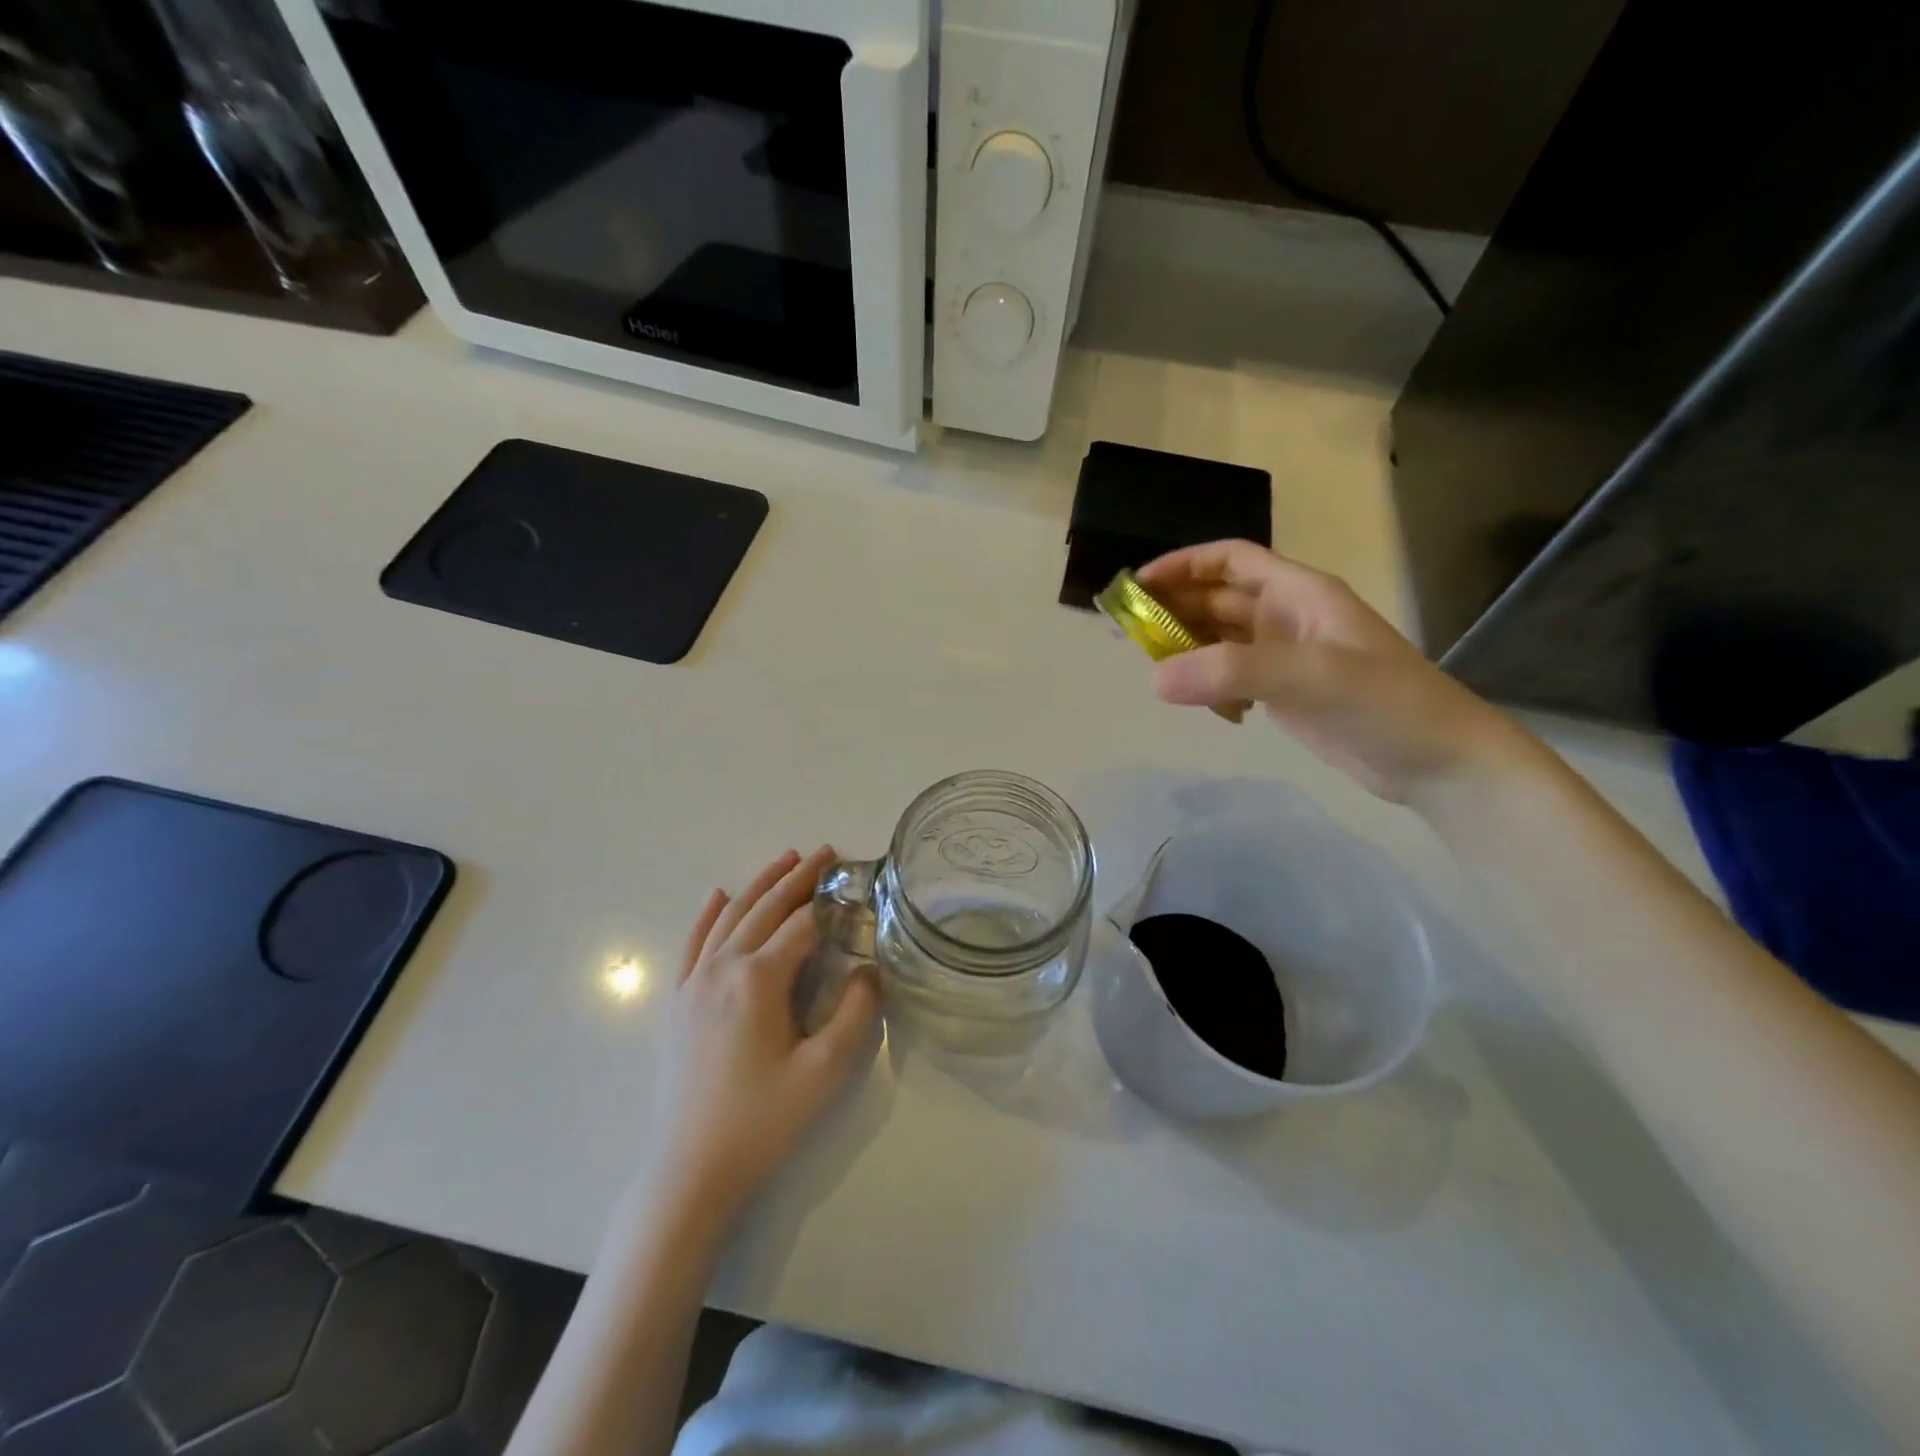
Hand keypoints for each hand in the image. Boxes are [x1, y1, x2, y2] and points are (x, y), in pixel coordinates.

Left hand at [642, 847, 879, 1218]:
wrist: (691, 1170)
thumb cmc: (763, 1120)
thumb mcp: (824, 1071)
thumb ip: (855, 1012)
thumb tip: (869, 967)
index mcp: (759, 979)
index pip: (801, 925)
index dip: (830, 900)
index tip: (854, 878)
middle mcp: (723, 968)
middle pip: (764, 908)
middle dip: (797, 877)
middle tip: (824, 852)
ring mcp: (694, 983)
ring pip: (729, 916)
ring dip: (759, 884)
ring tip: (785, 859)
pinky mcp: (678, 1002)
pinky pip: (694, 943)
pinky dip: (708, 914)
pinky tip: (717, 895)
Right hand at [1139, 540, 1527, 803]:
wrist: (1440, 764)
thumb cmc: (1387, 704)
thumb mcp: (1312, 677)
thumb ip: (1232, 672)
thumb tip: (1154, 678)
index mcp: (1300, 594)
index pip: (1231, 561)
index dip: (1183, 565)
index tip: (1138, 584)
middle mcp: (1288, 617)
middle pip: (1217, 599)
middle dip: (1173, 608)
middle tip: (1126, 630)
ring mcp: (1286, 657)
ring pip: (1220, 640)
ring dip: (1185, 647)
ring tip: (1147, 665)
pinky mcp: (1285, 694)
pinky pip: (1231, 677)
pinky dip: (1207, 683)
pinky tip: (1198, 703)